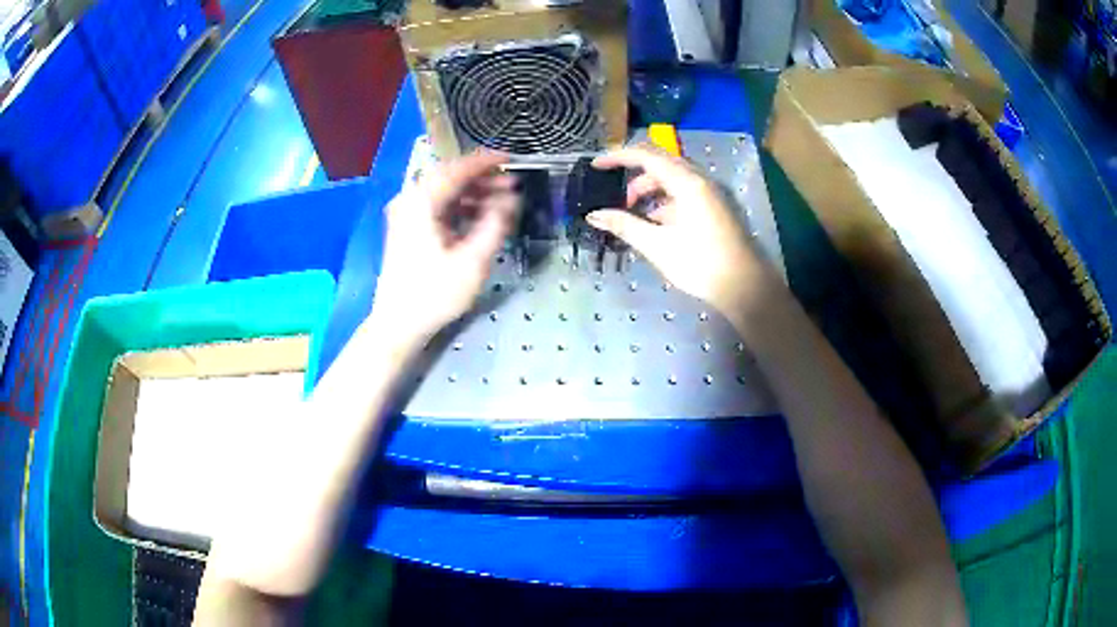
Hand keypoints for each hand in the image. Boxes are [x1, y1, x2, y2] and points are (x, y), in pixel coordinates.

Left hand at [370, 151, 517, 345]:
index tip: (512, 159)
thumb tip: (511, 199)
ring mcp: (406, 214)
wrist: (398, 323)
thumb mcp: (473, 260)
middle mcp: (410, 200)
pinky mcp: (408, 229)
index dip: (487, 162)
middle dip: (483, 179)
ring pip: (445, 192)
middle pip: (450, 177)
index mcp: (422, 202)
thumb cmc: (434, 293)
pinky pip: (438, 207)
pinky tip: (480, 216)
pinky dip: (460, 207)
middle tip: (512, 184)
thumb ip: (495, 223)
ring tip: (502, 201)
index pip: (458, 169)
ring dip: (473, 193)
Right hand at [588, 146, 765, 316]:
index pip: (646, 156)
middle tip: (616, 195)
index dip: (618, 157)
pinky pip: (685, 192)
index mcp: (687, 183)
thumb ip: (625, 225)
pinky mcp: (716, 206)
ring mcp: (711, 192)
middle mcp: (701, 180)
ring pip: (674, 179)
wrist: (746, 287)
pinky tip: (656, 224)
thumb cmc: (701, 264)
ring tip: (634, 215)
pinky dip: (666, 201)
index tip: (596, 165)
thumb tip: (593, 215)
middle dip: (634, 175)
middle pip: (661, 163)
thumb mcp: (658, 246)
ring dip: (650, 190)